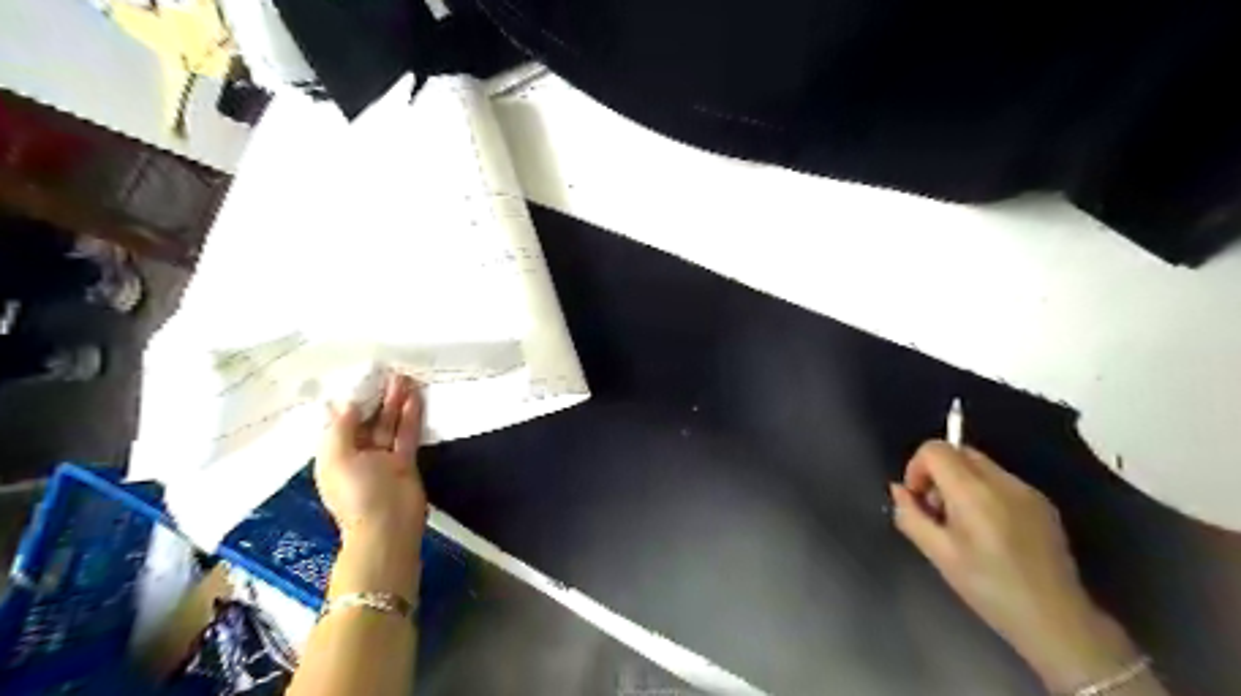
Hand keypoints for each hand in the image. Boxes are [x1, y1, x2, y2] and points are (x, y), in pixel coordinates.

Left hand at [315, 374, 429, 546]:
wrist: (388, 527)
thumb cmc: (356, 493)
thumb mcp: (337, 459)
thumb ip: (340, 429)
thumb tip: (345, 403)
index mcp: (333, 455)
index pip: (339, 423)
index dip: (348, 401)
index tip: (358, 378)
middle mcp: (357, 454)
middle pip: (366, 420)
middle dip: (375, 398)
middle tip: (387, 373)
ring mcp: (383, 458)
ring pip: (388, 424)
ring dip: (394, 403)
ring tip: (403, 378)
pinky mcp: (405, 461)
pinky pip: (406, 434)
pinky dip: (410, 417)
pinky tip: (414, 398)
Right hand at [887, 443, 1138, 692]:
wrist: (1057, 620)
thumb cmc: (989, 588)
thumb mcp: (938, 554)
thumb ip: (910, 515)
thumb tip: (898, 490)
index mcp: (973, 492)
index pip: (935, 449)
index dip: (917, 467)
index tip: (918, 499)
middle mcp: (1002, 481)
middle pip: (958, 451)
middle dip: (938, 473)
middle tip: (938, 511)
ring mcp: (1027, 490)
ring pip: (979, 465)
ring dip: (960, 482)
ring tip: (963, 524)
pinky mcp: (1042, 503)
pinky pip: (1000, 481)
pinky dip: (983, 492)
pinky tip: (990, 530)